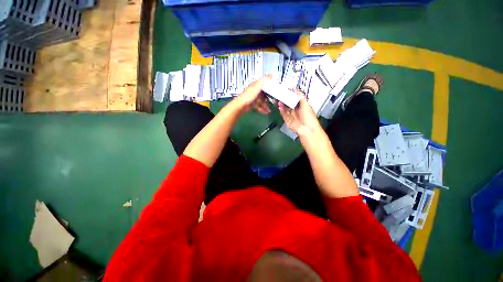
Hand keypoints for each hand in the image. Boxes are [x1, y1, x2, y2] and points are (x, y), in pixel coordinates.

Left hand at [232, 76, 271, 114]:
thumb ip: (264, 81)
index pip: (264, 84)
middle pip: (264, 94)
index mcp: (256, 85)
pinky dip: (262, 109)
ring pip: (262, 101)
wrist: (241, 105)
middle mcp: (255, 91)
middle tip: (274, 102)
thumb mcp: (257, 87)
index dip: (270, 86)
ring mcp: (254, 98)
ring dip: (266, 106)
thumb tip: (270, 75)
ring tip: (269, 110)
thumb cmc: (248, 95)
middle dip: (269, 99)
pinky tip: (265, 112)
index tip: (275, 89)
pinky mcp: (252, 104)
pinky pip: (259, 106)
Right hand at [278, 89, 321, 136]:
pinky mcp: (287, 120)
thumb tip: (295, 88)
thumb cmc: (309, 117)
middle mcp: (296, 110)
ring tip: (278, 100)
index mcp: (302, 106)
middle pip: (288, 103)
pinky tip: (279, 106)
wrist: (307, 130)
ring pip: (285, 109)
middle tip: (279, 95)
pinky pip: (283, 114)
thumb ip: (300, 96)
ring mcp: (291, 116)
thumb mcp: (306, 104)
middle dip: (284, 99)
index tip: (285, 90)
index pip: (294, 98)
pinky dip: (281, 110)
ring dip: (282, 104)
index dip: (290, 94)